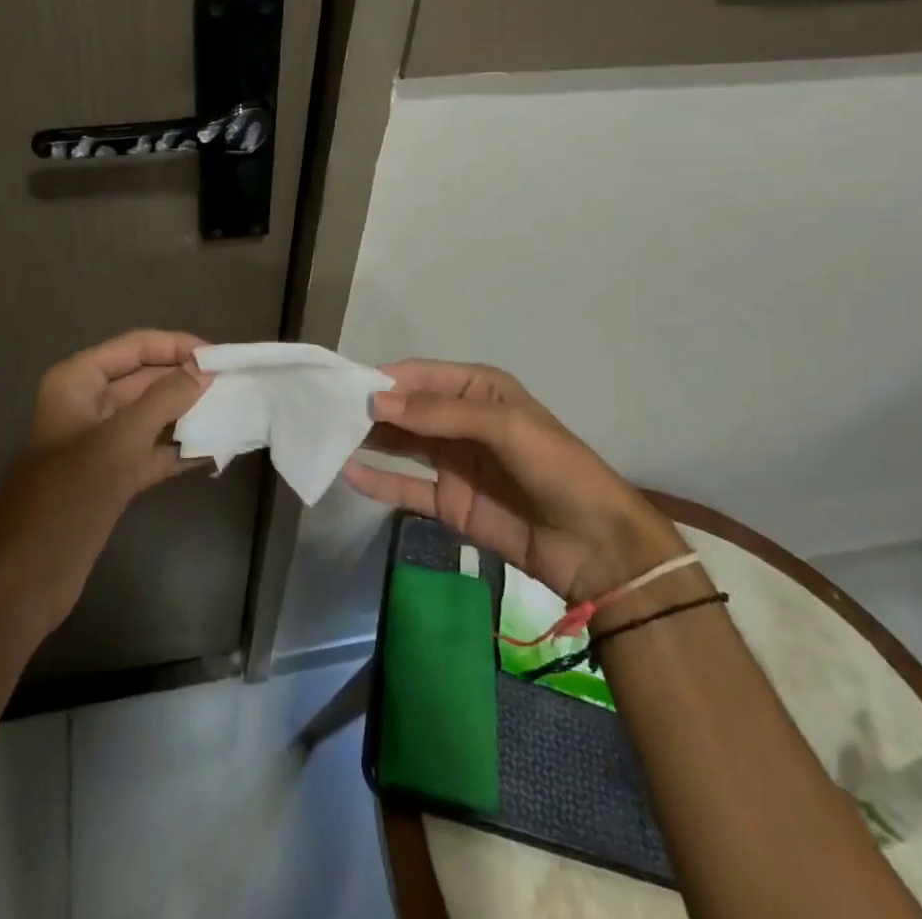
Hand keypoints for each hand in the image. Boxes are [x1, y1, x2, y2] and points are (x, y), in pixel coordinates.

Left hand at [0, 330, 210, 638]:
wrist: (25, 579)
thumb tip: (204, 369)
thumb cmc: (68, 495)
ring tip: (234, 410)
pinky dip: (179, 450)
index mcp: (78, 381)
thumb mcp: (120, 439)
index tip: (220, 356)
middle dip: (187, 380)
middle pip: (145, 379)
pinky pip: (151, 452)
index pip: (135, 346)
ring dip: (188, 414)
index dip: (177, 346)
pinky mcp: (111, 477)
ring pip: (151, 416)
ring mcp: (100, 443)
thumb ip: (164, 399)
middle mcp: (88, 404)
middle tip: (235, 383)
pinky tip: (216, 450)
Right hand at [344, 360, 686, 604]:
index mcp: (478, 390)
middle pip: (407, 409)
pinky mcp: (449, 502)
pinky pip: (406, 486)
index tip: (345, 384)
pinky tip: (349, 474)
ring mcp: (453, 462)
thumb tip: (377, 401)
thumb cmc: (555, 467)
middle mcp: (460, 420)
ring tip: (328, 436)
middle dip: (371, 408)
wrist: (594, 544)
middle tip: (327, 411)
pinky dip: (378, 481)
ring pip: (401, 444)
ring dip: (369, 440)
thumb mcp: (503, 426)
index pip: (421, 376)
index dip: (385, 379)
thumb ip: (438, 414)